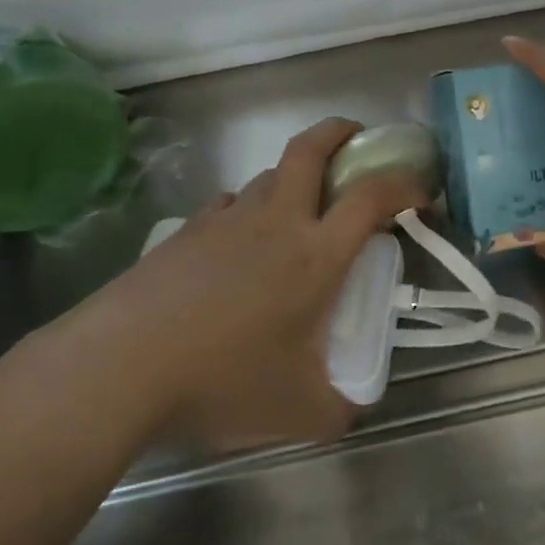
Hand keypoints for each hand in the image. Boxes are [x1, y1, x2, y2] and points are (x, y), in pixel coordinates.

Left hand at [47, 118, 426, 448]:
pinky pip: (230, 203)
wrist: (123, 364)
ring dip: (294, 175)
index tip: (421, 193)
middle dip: (340, 132)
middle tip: (357, 138)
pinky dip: (250, 206)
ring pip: (269, 174)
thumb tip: (352, 409)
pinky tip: (242, 239)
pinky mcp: (187, 230)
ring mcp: (226, 219)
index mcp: (315, 255)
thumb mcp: (298, 411)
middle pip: (311, 149)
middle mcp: (275, 221)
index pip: (371, 197)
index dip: (404, 185)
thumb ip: (338, 409)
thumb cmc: (222, 380)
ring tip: (300, 207)